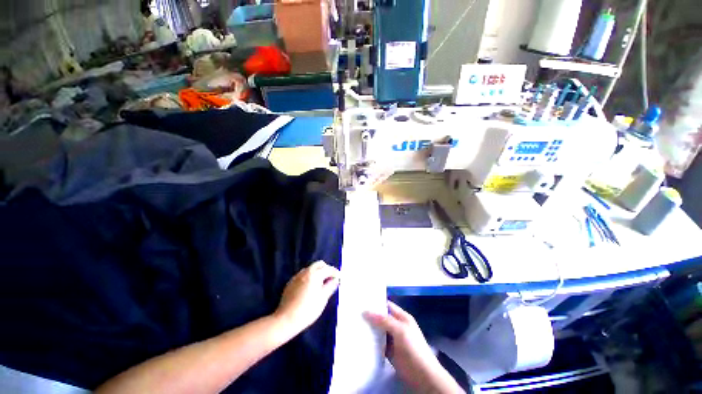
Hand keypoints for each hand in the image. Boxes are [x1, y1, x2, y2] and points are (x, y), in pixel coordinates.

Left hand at [274, 261, 339, 334]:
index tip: (340, 277)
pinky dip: (309, 276)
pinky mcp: (291, 282)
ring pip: (310, 268)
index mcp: (315, 274)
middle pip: (319, 264)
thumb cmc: (308, 310)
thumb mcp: (323, 298)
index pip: (328, 269)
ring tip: (321, 283)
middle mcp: (305, 272)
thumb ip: (330, 286)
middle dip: (326, 269)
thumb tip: (336, 279)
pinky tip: (310, 287)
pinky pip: (303, 275)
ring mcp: (297, 276)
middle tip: (331, 278)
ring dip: (317, 272)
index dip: (335, 272)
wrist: (286, 319)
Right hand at [364, 302, 463, 393]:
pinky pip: (378, 343)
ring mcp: (392, 339)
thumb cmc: (413, 348)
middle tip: (354, 312)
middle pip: (381, 318)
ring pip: (378, 330)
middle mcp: (396, 326)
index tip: (361, 301)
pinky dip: (370, 342)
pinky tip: (359, 339)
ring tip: (353, 324)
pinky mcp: (389, 352)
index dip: (376, 302)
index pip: (387, 305)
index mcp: (402, 317)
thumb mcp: (400, 330)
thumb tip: (366, 311)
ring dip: (369, 329)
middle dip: (370, 315)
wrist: (423, 375)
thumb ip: (384, 320)